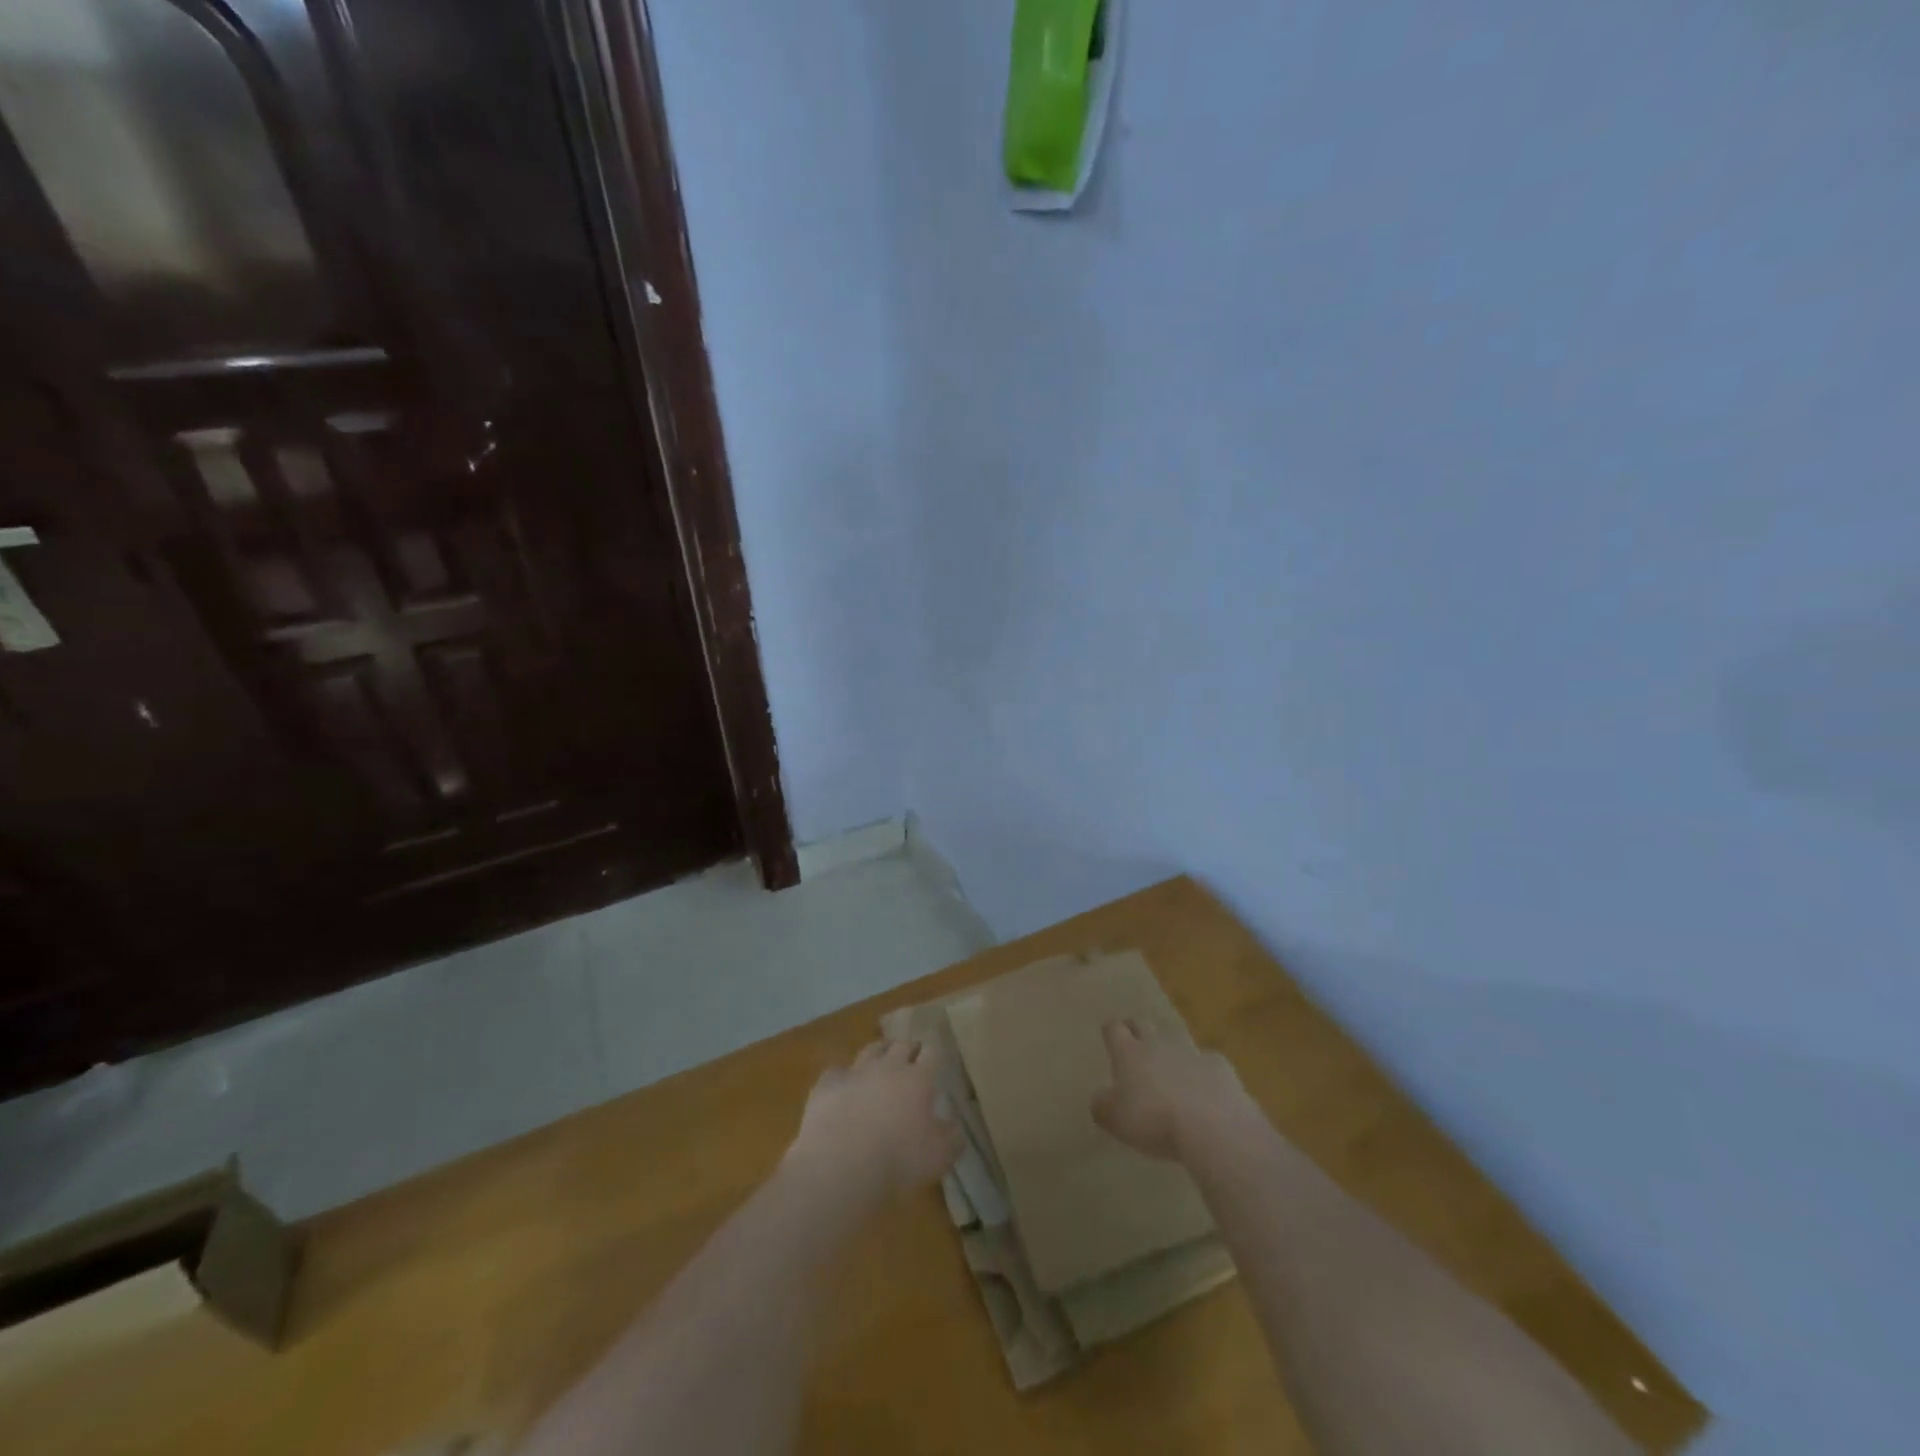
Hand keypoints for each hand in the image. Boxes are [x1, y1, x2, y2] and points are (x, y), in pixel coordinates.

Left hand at [786, 1039, 961, 1201]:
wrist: (839, 1166)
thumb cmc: (898, 1160)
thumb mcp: (939, 1156)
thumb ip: (952, 1137)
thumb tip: (955, 1126)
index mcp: (918, 1079)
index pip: (932, 1053)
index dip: (934, 1052)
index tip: (936, 1055)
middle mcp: (888, 1067)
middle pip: (901, 1045)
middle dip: (909, 1047)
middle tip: (912, 1054)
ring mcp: (855, 1072)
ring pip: (870, 1050)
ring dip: (879, 1051)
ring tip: (881, 1057)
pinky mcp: (827, 1085)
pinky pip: (837, 1071)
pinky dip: (843, 1075)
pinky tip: (843, 1085)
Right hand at [1092, 1018, 1260, 1161]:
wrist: (1213, 1126)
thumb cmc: (1154, 1120)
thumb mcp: (1116, 1120)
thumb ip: (1103, 1106)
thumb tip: (1100, 1097)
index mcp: (1129, 1053)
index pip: (1114, 1029)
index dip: (1111, 1031)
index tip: (1110, 1036)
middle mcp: (1158, 1044)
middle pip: (1143, 1023)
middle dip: (1137, 1028)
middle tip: (1135, 1040)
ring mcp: (1191, 1051)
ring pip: (1176, 1037)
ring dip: (1171, 1046)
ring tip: (1170, 1063)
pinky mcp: (1219, 1065)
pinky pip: (1207, 1061)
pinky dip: (1202, 1070)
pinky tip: (1205, 1088)